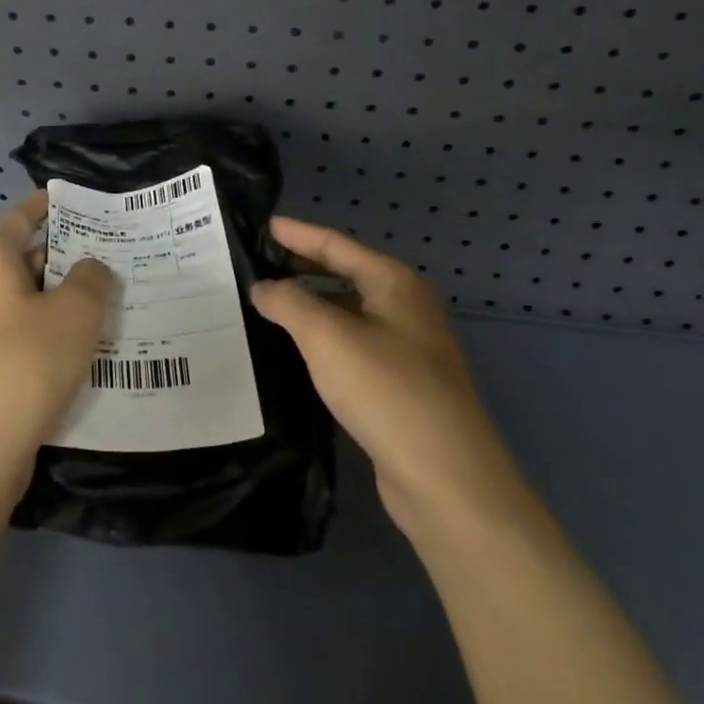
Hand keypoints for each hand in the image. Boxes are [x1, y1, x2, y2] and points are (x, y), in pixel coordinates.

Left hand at [0, 192, 115, 497]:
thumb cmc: (26, 365)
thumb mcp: (76, 314)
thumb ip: (92, 280)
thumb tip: (90, 269)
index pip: (18, 221)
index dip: (43, 206)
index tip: (67, 200)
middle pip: (19, 264)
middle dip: (60, 261)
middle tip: (104, 263)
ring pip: (17, 306)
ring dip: (53, 304)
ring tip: (97, 311)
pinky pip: (10, 341)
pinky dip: (39, 338)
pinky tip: (70, 357)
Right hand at [250, 217, 524, 543]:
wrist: (447, 478)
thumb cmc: (387, 390)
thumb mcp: (327, 337)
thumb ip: (289, 302)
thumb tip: (264, 287)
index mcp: (394, 282)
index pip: (335, 244)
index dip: (297, 233)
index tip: (262, 225)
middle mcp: (405, 306)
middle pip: (344, 273)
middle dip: (302, 266)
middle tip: (257, 263)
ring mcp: (407, 346)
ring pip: (348, 311)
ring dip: (310, 304)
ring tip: (267, 303)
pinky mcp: (400, 383)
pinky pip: (352, 344)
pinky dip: (322, 338)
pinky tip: (296, 349)